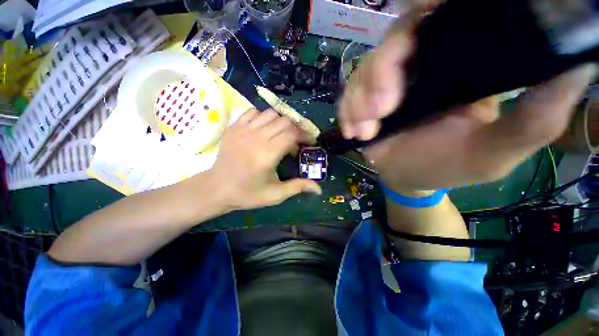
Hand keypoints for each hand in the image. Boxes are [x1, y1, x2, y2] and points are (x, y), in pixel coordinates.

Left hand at [208, 108, 321, 210]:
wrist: (217, 189)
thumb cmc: (247, 193)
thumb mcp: (275, 195)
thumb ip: (298, 187)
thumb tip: (319, 189)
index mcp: (267, 155)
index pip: (292, 134)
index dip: (305, 135)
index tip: (309, 142)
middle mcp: (255, 138)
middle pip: (284, 121)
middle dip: (296, 129)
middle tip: (297, 140)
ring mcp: (242, 130)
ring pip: (270, 113)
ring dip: (281, 122)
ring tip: (282, 134)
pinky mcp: (233, 127)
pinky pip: (253, 112)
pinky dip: (264, 117)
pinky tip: (264, 130)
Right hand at [339, 16, 596, 191]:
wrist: (409, 177)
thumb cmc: (449, 166)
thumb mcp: (496, 152)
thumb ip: (534, 118)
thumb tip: (575, 66)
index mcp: (463, 63)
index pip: (445, 16)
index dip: (428, 6)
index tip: (423, 13)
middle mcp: (423, 63)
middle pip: (395, 40)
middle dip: (380, 73)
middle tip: (381, 111)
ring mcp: (388, 82)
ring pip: (365, 70)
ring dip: (359, 101)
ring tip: (365, 132)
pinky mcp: (364, 100)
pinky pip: (348, 95)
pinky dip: (347, 112)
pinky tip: (354, 133)